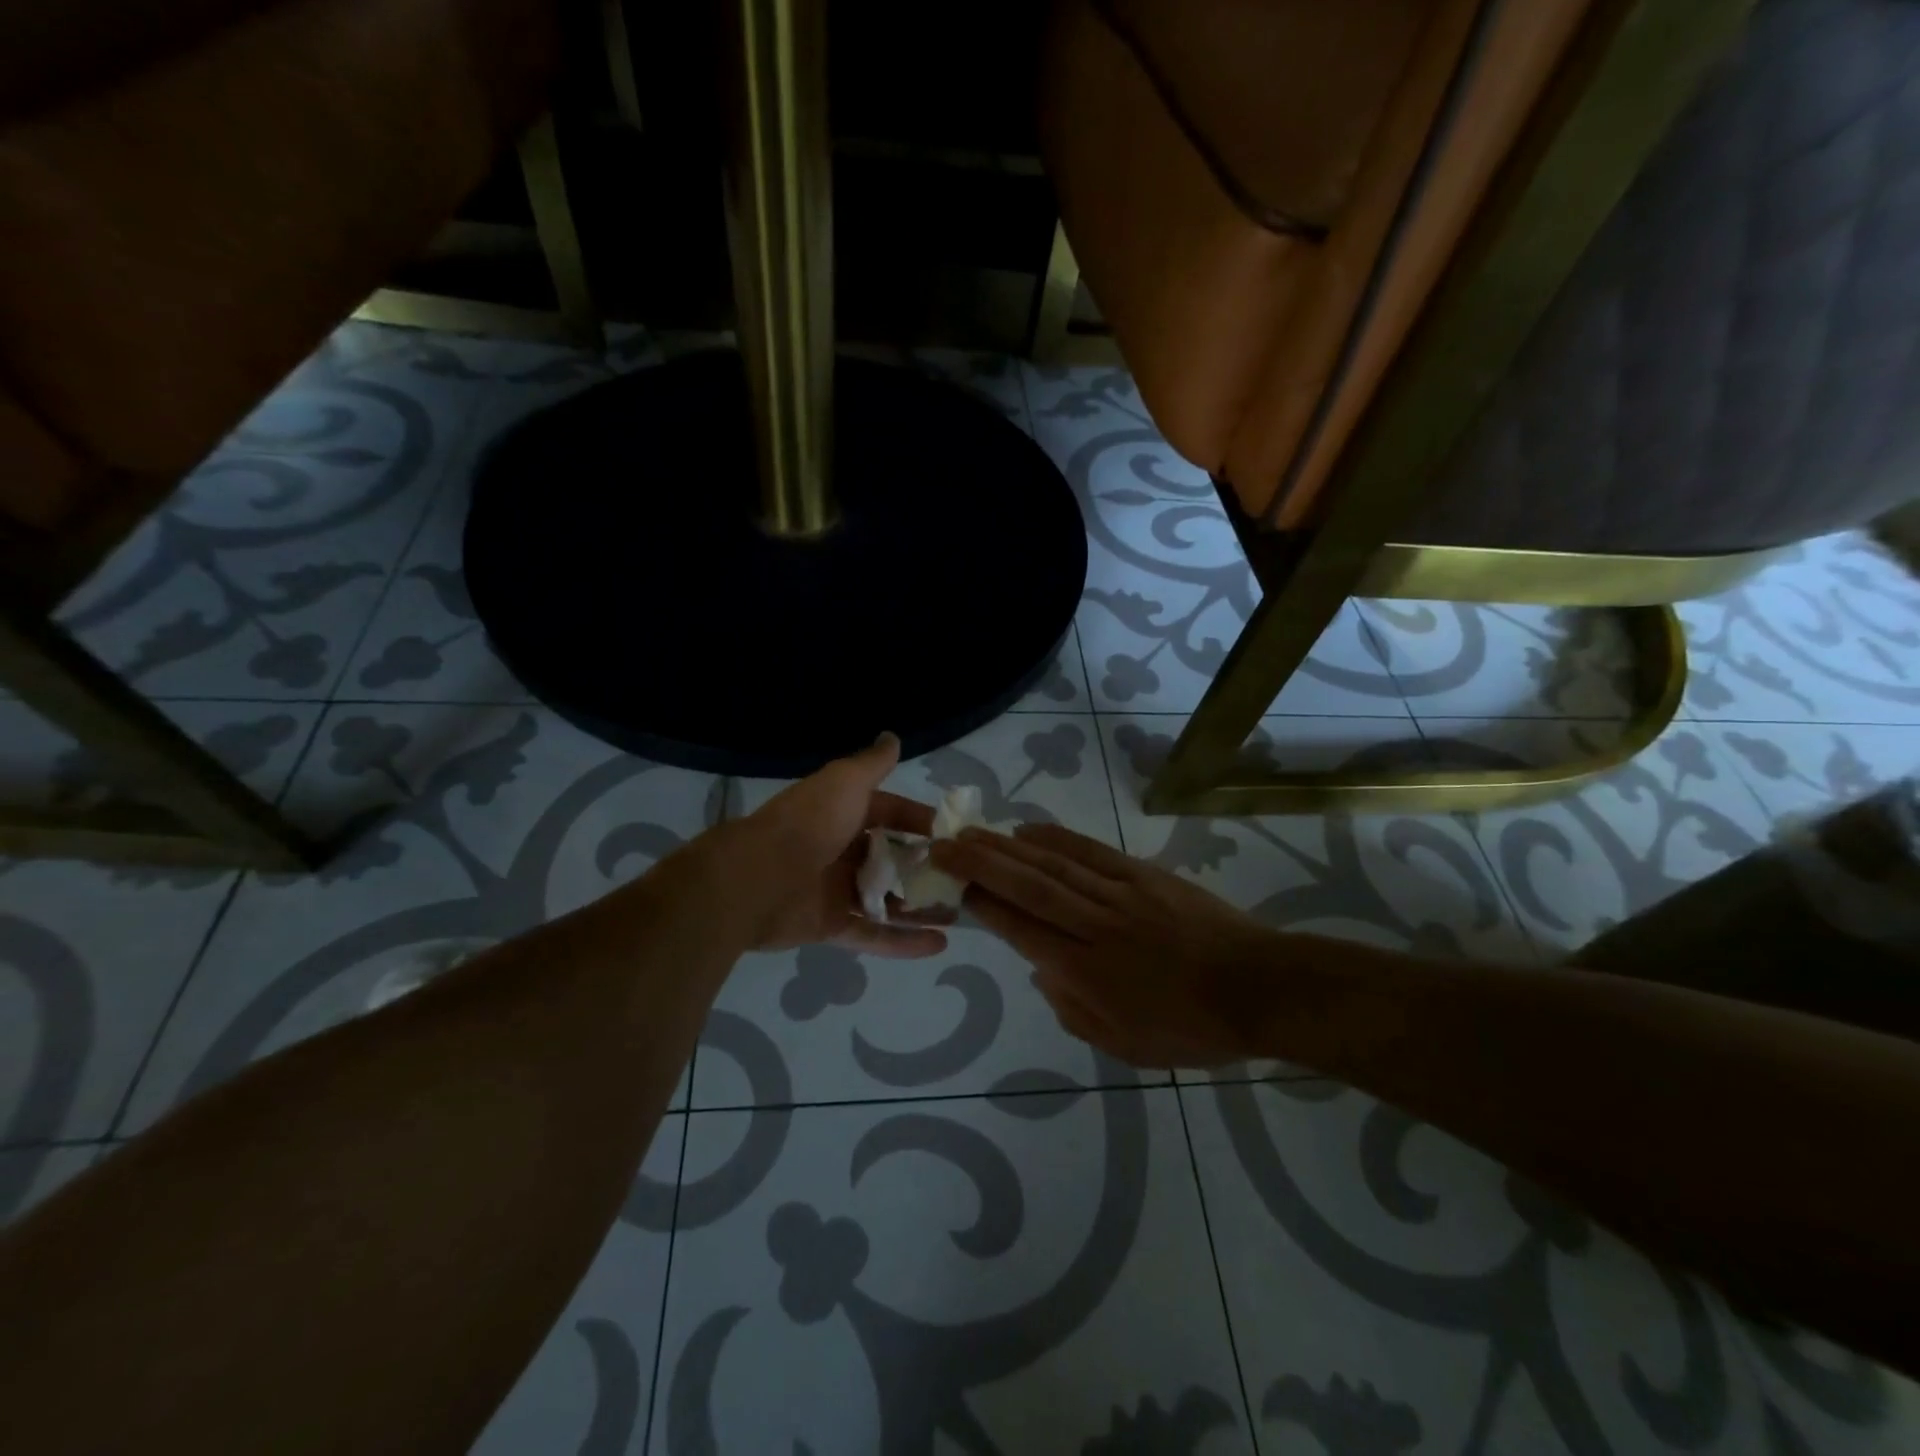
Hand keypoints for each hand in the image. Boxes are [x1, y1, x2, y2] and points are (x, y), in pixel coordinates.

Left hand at [731, 733, 949, 957]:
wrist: (757, 878)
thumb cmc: (809, 823)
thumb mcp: (845, 782)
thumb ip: (873, 764)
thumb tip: (892, 737)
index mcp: (842, 813)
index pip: (890, 814)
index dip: (919, 821)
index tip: (952, 834)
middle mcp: (840, 850)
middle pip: (890, 859)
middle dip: (924, 868)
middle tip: (962, 877)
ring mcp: (836, 891)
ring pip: (887, 900)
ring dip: (920, 907)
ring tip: (960, 912)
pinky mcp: (831, 927)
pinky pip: (874, 935)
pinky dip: (904, 942)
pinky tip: (939, 944)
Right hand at [930, 822, 1284, 1066]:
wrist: (1256, 987)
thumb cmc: (1190, 1027)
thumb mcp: (1124, 1045)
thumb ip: (1073, 1009)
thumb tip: (1042, 969)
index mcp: (1086, 970)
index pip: (1021, 928)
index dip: (983, 905)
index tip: (952, 885)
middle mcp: (1095, 924)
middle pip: (1028, 886)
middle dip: (980, 864)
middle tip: (943, 844)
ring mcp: (1120, 893)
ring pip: (1054, 863)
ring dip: (1008, 845)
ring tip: (973, 831)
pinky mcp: (1143, 874)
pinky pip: (1091, 851)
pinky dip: (1057, 837)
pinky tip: (1030, 828)